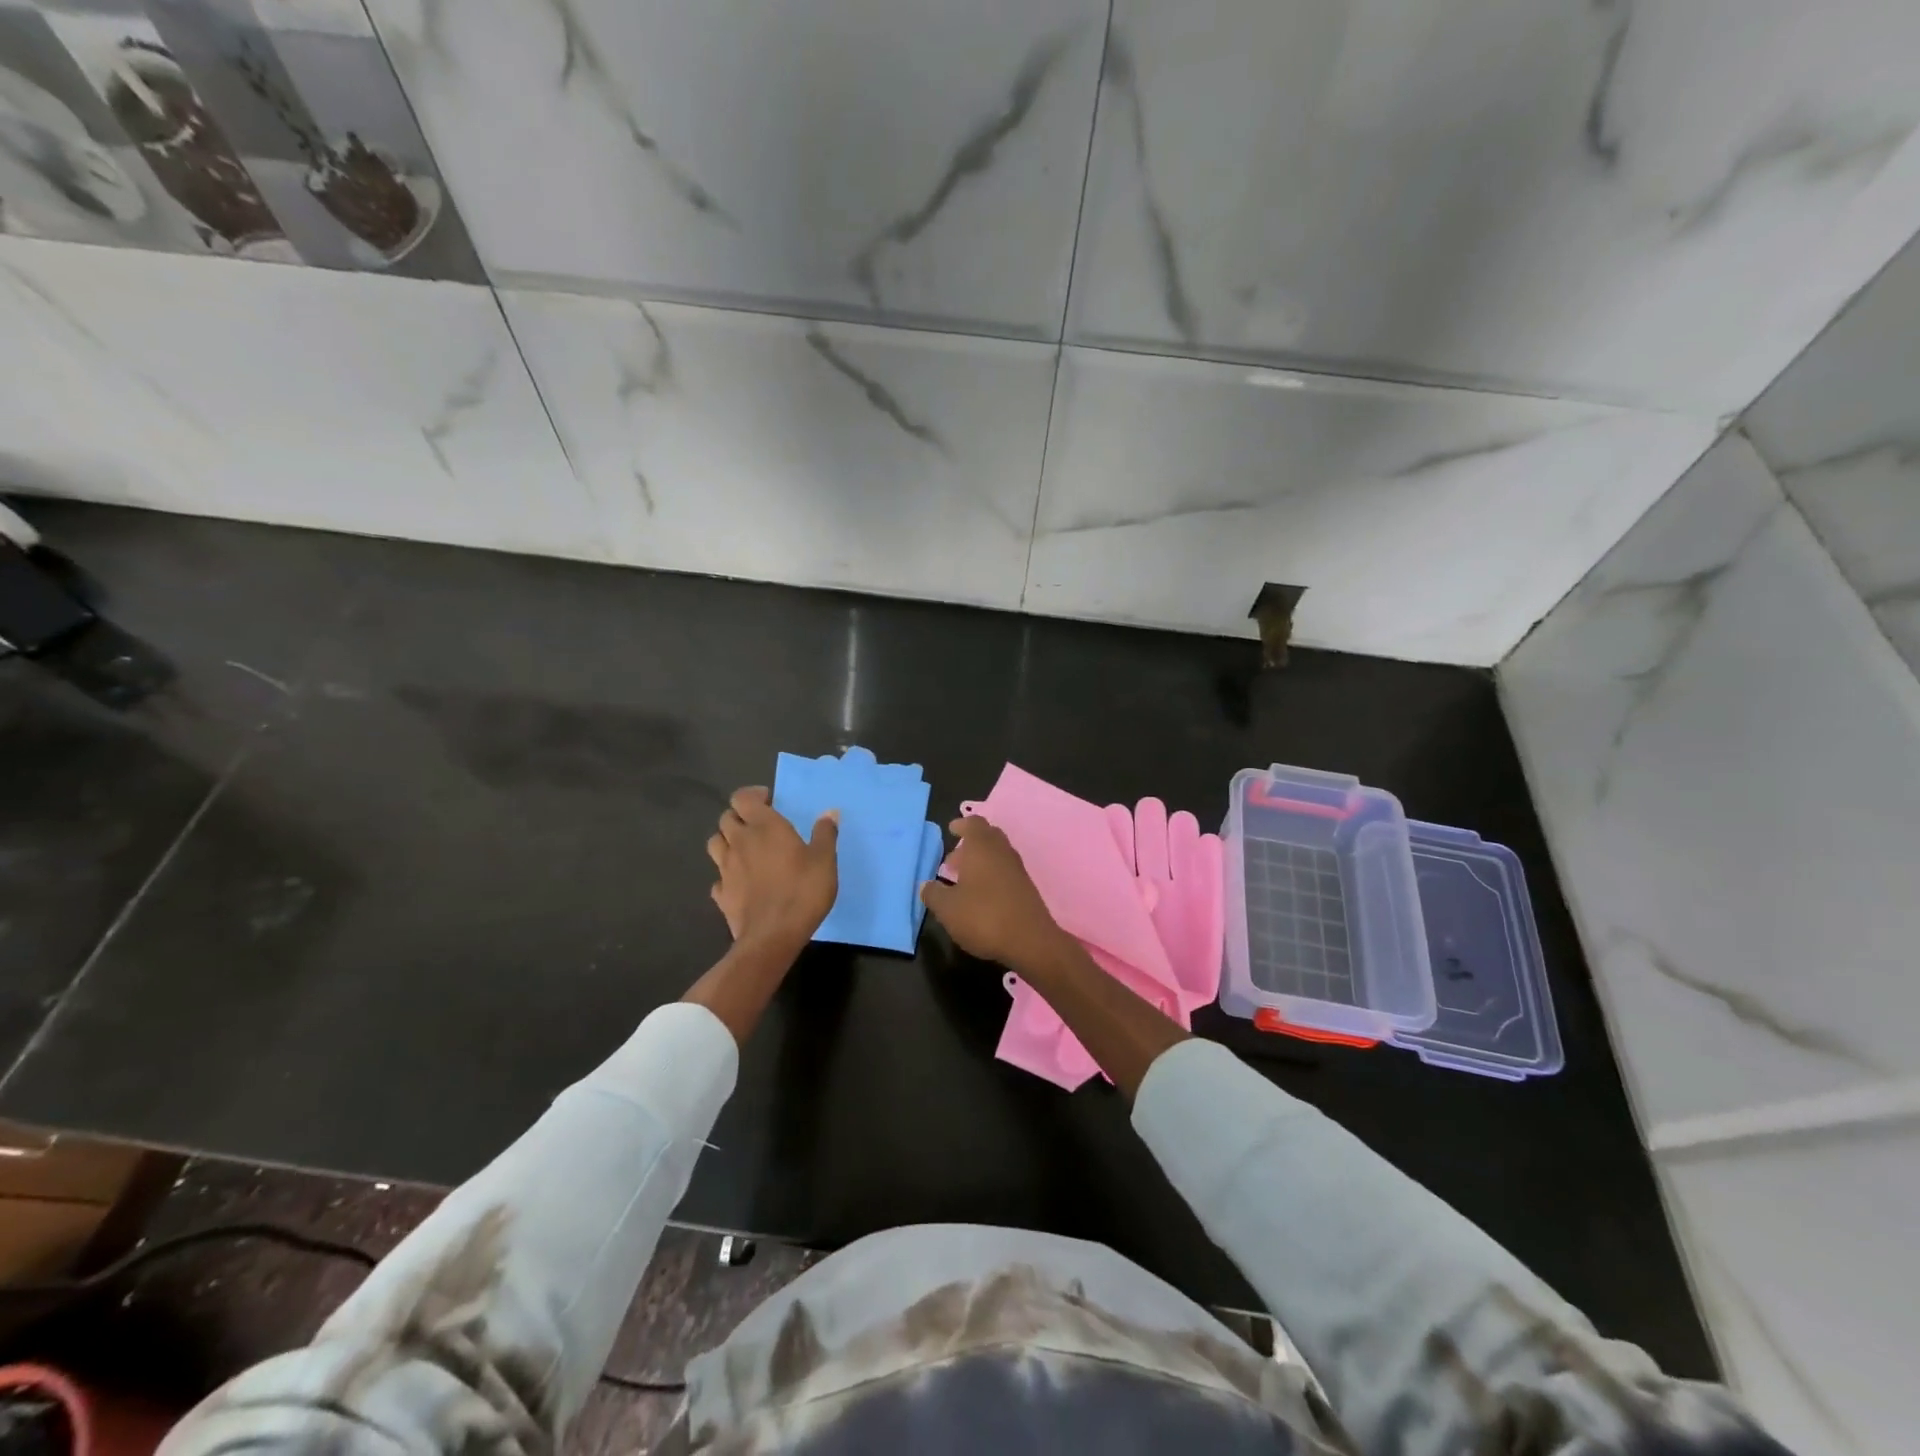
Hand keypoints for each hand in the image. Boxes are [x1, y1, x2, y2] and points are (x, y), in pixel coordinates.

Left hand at [707, 786, 838, 951]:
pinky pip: (718, 876)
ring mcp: (726, 869)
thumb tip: (830, 813)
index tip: (769, 801)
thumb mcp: (824, 860)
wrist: (773, 936)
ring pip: (715, 843)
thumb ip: (825, 834)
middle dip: (740, 817)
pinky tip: (740, 881)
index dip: (752, 795)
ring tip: (746, 849)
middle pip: (726, 818)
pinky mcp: (721, 894)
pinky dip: (726, 874)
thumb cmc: (802, 891)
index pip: (742, 797)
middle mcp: (739, 842)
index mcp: (764, 827)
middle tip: (760, 826)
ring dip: (727, 841)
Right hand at [920, 815, 1066, 967]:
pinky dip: (991, 875)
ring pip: (997, 855)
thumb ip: (933, 894)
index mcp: (982, 847)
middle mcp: (1002, 852)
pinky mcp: (1026, 888)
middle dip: (969, 845)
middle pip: (987, 837)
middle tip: (952, 862)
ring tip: (962, 881)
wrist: (1030, 941)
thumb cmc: (983, 917)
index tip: (952, 830)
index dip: (962, 824)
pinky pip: (1005, 871)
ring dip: (980, 861)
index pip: (974, 823)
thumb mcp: (947, 909)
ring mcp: (1017, 869)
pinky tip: (980, 896)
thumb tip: (925, 885)